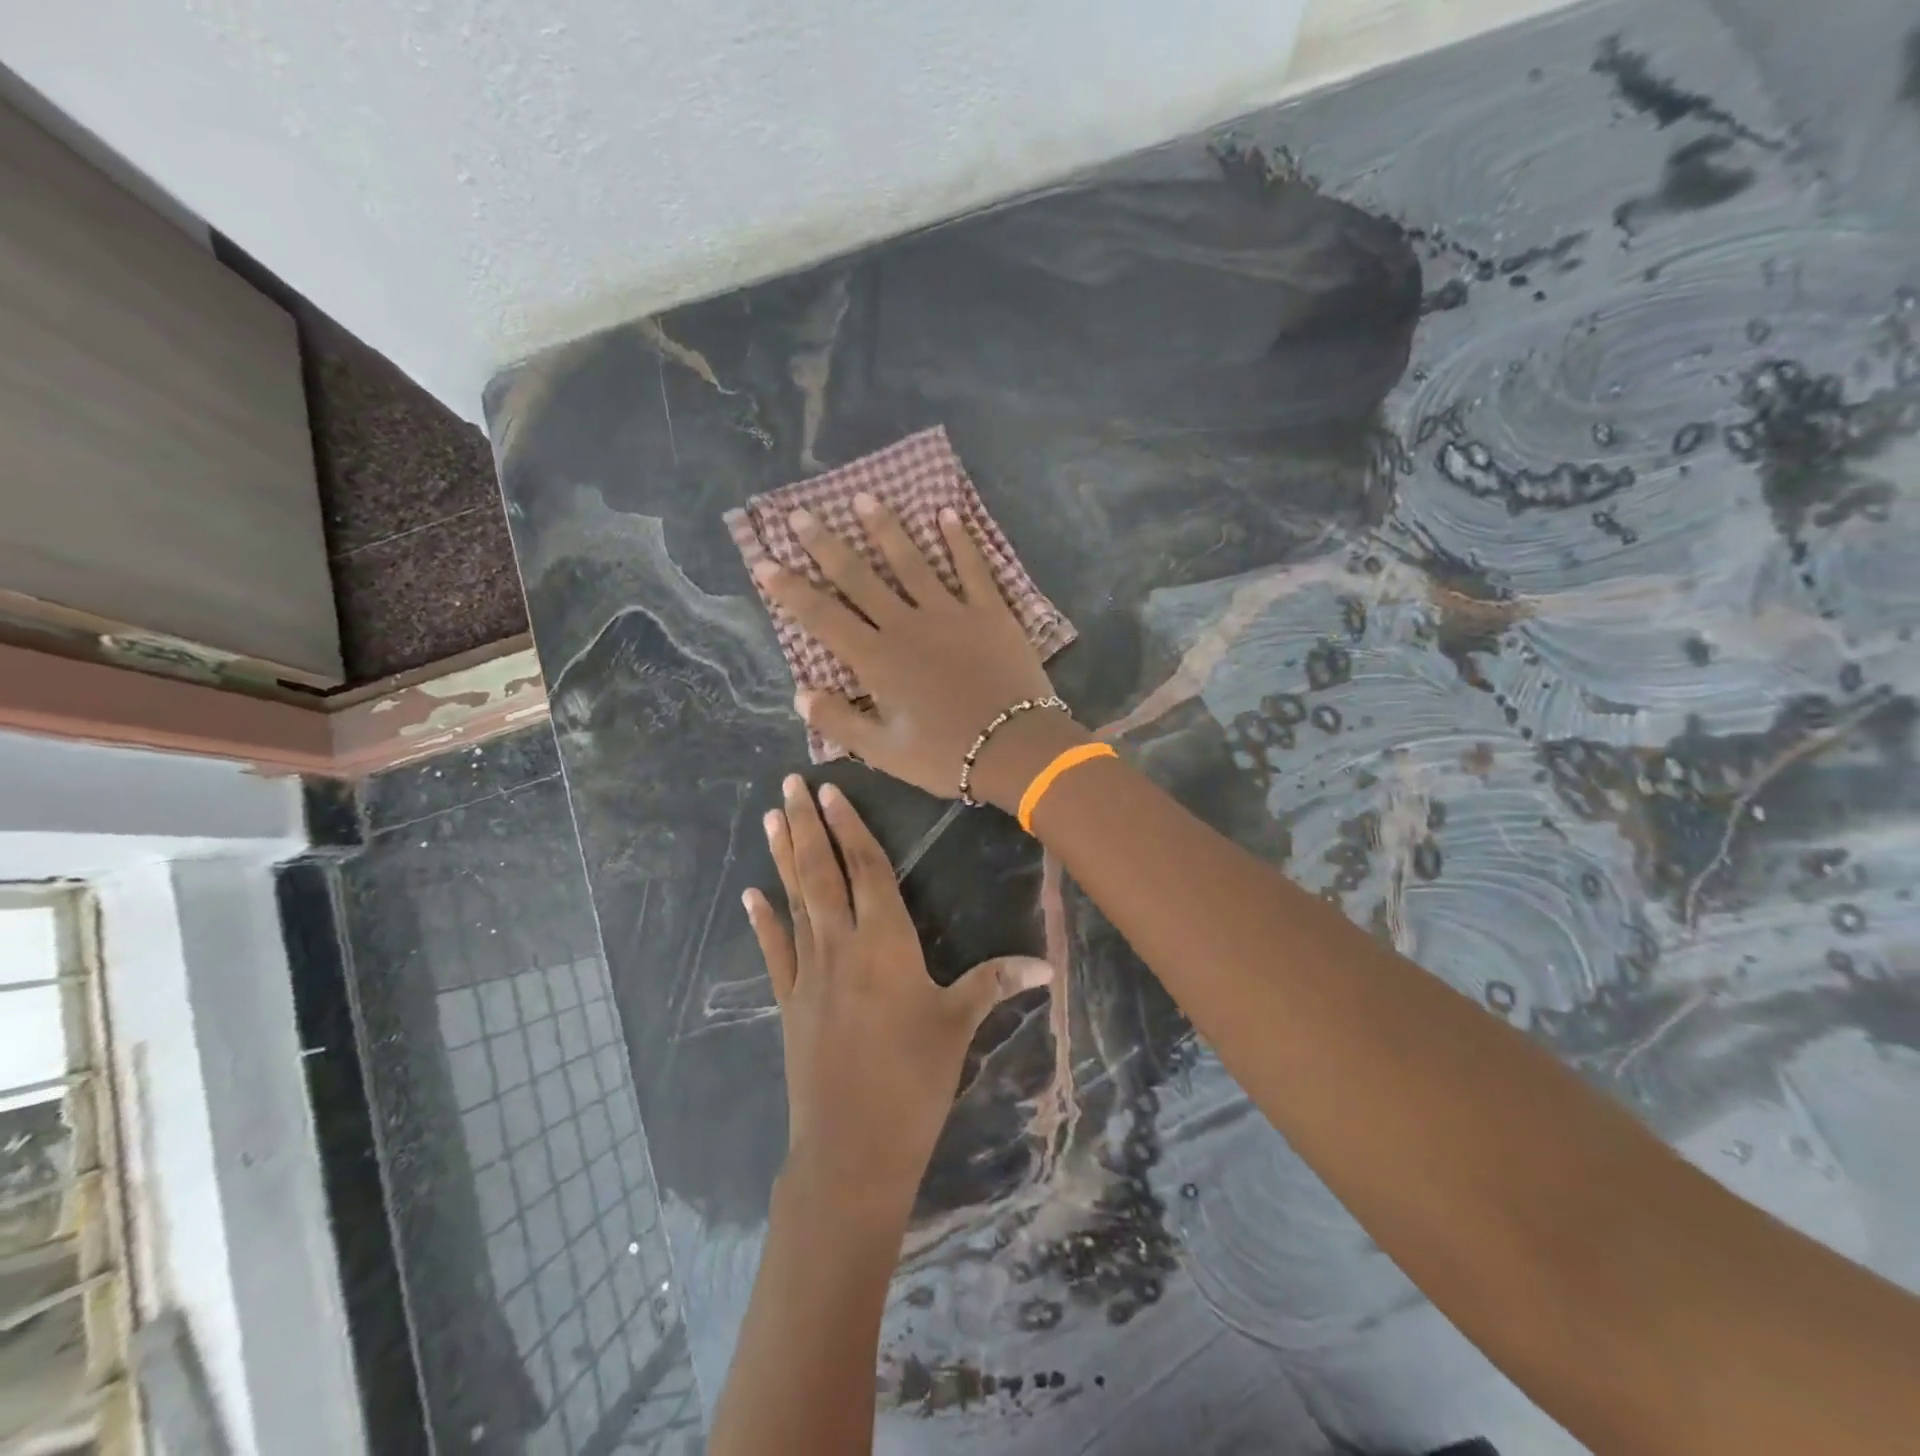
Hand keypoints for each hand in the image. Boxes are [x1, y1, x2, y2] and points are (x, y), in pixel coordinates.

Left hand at [744, 775, 1051, 1208]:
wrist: (851, 1150)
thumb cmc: (914, 1082)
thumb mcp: (959, 1027)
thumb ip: (994, 984)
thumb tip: (1047, 965)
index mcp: (886, 943)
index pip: (867, 870)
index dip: (851, 828)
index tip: (831, 791)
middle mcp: (842, 946)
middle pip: (822, 873)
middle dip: (809, 825)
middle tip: (791, 782)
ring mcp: (809, 973)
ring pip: (795, 900)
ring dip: (783, 856)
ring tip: (772, 816)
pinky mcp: (789, 1002)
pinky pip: (775, 950)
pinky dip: (763, 919)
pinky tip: (750, 893)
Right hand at [753, 495, 1084, 808]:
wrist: (1015, 747)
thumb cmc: (945, 754)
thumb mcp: (883, 751)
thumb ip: (838, 722)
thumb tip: (800, 693)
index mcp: (877, 659)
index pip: (823, 617)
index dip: (791, 590)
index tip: (765, 562)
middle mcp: (907, 625)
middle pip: (860, 577)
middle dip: (826, 545)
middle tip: (801, 514)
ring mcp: (950, 612)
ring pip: (912, 562)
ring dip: (886, 528)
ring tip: (865, 498)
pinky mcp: (990, 611)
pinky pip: (972, 568)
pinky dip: (959, 540)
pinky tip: (946, 513)